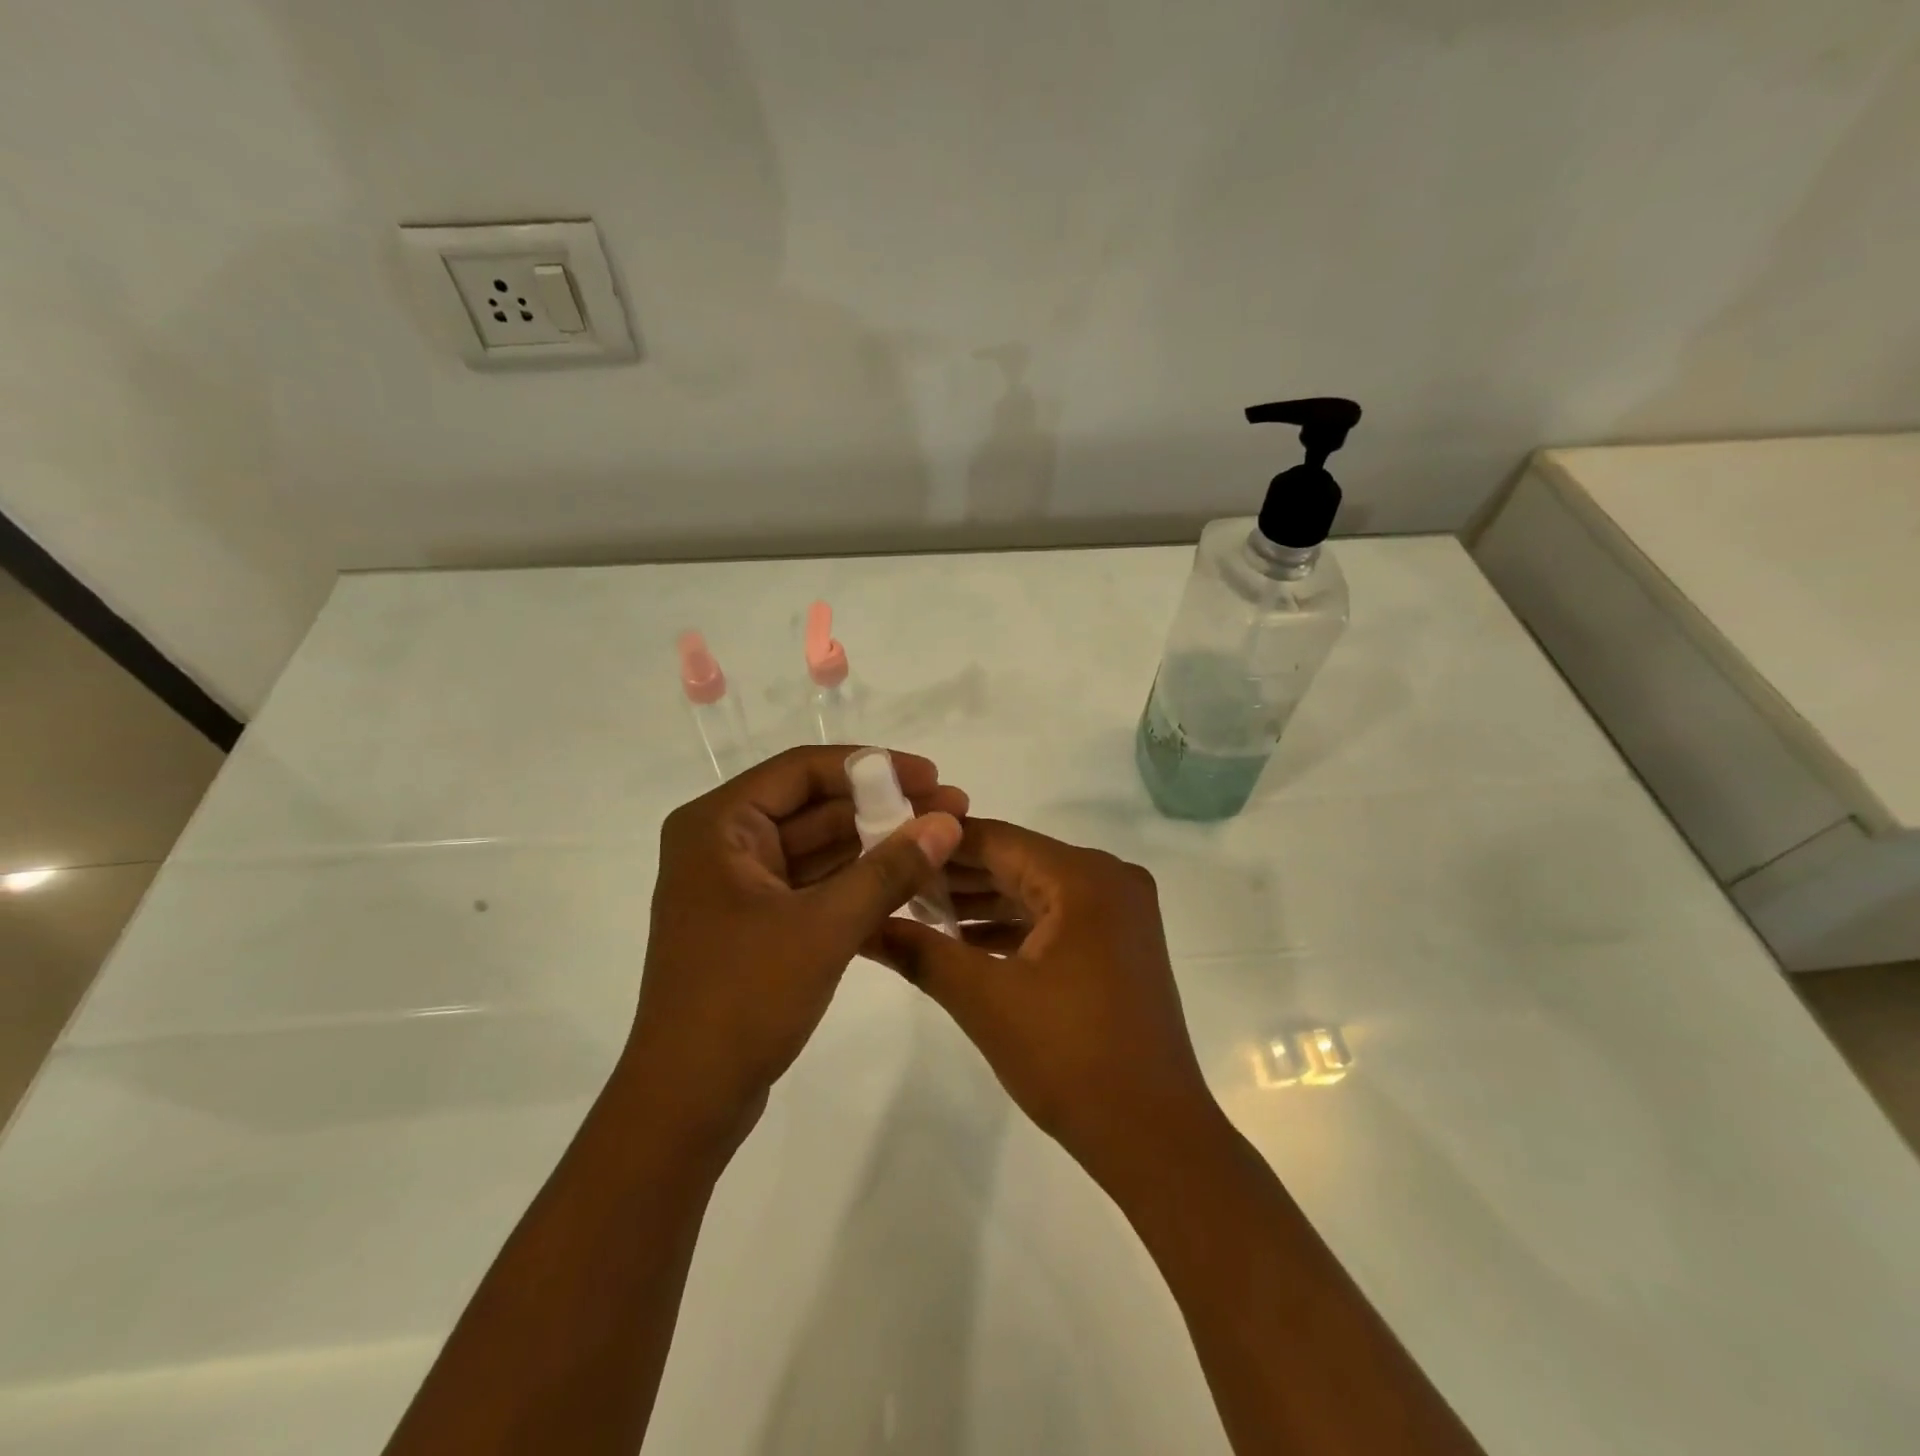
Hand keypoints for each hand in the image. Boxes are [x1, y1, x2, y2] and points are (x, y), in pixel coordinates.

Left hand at [621, 746, 966, 1157]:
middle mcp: (722, 843)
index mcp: (718, 825)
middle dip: (882, 808)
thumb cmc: (744, 1000)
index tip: (930, 775)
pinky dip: (857, 879)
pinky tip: (908, 878)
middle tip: (950, 809)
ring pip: (817, 846)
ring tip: (939, 841)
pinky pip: (813, 883)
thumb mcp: (825, 927)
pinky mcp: (756, 921)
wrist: (687, 1101)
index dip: (873, 766)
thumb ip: (889, 869)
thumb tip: (947, 821)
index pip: (803, 770)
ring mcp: (738, 885)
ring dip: (875, 843)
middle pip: (813, 805)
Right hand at [868, 819, 1217, 1177]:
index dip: (940, 842)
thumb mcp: (985, 1000)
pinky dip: (1011, 927)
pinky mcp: (1118, 944)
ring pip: (1035, 891)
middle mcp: (1109, 879)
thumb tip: (864, 925)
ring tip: (916, 907)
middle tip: (894, 878)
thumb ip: (922, 952)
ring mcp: (1119, 912)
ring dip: (981, 902)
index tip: (890, 841)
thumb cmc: (1069, 1058)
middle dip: (956, 874)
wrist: (1154, 1136)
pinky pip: (1055, 918)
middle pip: (1017, 861)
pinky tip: (962, 939)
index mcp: (1085, 877)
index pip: (998, 840)